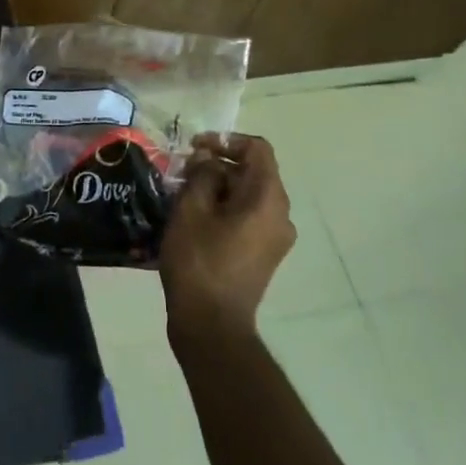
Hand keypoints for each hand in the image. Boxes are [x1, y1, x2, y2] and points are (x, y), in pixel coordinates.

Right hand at [159, 132, 296, 336]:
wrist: (211, 323)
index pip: (258, 150)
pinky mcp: (265, 254)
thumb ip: (202, 175)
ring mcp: (276, 237)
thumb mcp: (191, 210)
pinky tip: (196, 217)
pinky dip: (226, 207)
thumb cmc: (199, 262)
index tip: (195, 148)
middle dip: (219, 164)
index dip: (226, 141)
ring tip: (185, 193)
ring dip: (219, 186)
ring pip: (250, 195)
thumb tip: (209, 161)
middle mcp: (281, 214)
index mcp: (268, 198)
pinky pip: (249, 217)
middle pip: (255, 172)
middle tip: (183, 170)